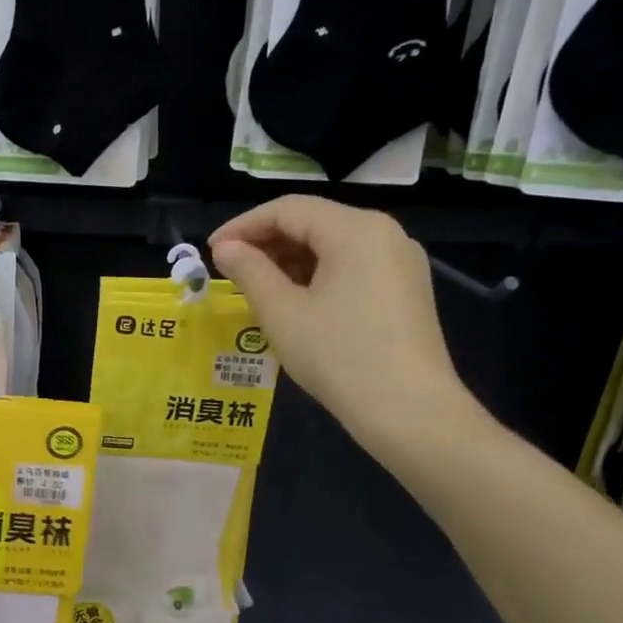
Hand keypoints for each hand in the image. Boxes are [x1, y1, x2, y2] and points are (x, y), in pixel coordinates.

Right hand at [209, 196, 482, 455]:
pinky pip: (353, 265)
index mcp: (355, 229)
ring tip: (257, 287)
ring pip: (333, 244)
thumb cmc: (339, 357)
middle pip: (313, 222)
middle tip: (231, 270)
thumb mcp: (282, 313)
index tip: (212, 251)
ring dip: (290, 259)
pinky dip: (318, 274)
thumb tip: (225, 248)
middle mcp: (384, 233)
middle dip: (267, 242)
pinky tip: (296, 300)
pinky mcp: (407, 288)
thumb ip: (249, 271)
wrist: (410, 413)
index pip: (287, 210)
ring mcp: (401, 260)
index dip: (243, 226)